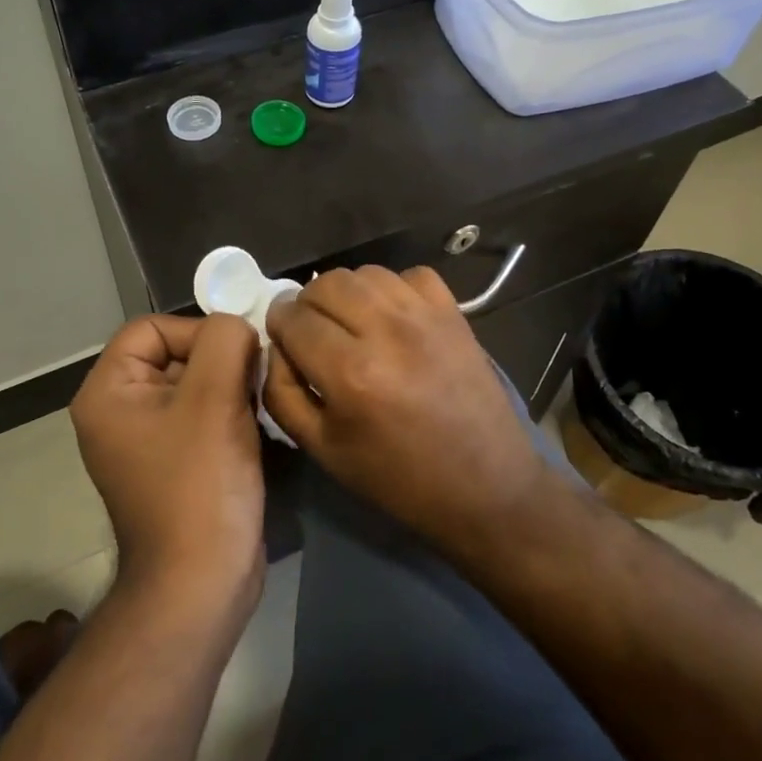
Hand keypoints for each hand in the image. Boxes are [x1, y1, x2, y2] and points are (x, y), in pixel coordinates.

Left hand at [70, 314, 263, 606]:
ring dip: (232, 388)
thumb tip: (238, 327)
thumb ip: (226, 340)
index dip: (198, 332)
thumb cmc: (199, 485)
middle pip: (175, 354)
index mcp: (108, 392)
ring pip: (196, 384)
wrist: (202, 584)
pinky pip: (203, 416)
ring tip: (255, 410)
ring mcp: (146, 441)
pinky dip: (231, 413)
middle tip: (254, 384)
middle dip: (221, 361)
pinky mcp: (175, 463)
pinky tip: (254, 431)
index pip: (152, 328)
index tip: (239, 356)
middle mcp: (119, 412)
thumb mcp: (213, 397)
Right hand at [263, 266, 548, 553]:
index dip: (278, 325)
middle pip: (325, 283)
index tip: (282, 337)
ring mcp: (425, 316)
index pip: (293, 318)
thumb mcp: (322, 451)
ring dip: (346, 293)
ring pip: (364, 273)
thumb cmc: (398, 479)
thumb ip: (282, 394)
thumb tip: (275, 348)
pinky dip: (393, 289)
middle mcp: (386, 331)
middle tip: (313, 332)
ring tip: (351, 322)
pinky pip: (410, 274)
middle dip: (307, 304)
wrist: (486, 487)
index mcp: (350, 373)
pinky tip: (393, 318)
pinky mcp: (453, 313)